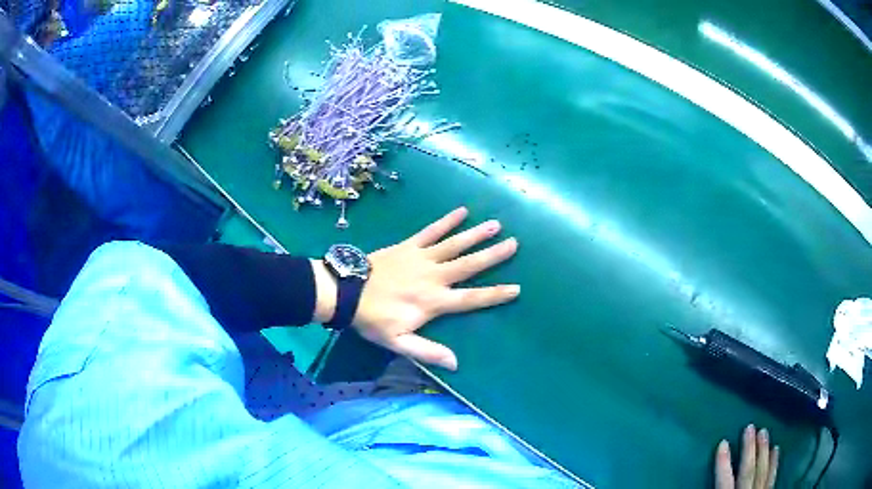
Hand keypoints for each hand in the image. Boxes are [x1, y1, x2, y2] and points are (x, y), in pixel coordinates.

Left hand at [351, 207, 518, 369]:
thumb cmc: (373, 319)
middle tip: (514, 244)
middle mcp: (434, 277)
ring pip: (454, 244)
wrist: (346, 291)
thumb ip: (428, 352)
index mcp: (434, 301)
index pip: (471, 298)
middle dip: (493, 255)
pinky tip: (461, 210)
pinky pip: (431, 231)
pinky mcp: (409, 245)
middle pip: (469, 265)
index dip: (494, 294)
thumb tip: (456, 363)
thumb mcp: (398, 343)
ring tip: (496, 224)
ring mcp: (422, 258)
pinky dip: (446, 221)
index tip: (516, 288)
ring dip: (476, 234)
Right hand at [715, 424, 779, 488]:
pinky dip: (775, 463)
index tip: (723, 442)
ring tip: (764, 432)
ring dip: (763, 451)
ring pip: (763, 470)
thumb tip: (702, 481)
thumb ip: (718, 488)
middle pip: (749, 471)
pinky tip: (776, 450)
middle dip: (749, 449)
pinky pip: (773, 476)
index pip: (725, 481)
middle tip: (751, 427)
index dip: (723, 463)